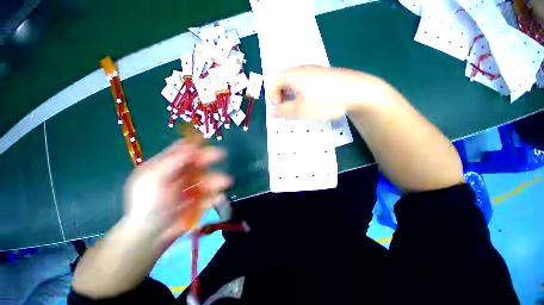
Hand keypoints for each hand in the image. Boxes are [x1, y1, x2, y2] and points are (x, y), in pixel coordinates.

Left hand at [123, 140, 231, 245]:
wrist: (150, 236)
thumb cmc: (147, 204)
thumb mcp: (154, 178)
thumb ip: (173, 161)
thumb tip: (191, 144)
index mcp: (166, 167)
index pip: (182, 151)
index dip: (194, 144)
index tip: (206, 140)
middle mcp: (179, 175)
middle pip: (197, 162)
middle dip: (209, 158)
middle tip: (222, 155)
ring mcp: (190, 188)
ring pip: (207, 179)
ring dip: (216, 179)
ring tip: (226, 182)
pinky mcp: (198, 201)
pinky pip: (210, 195)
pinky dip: (214, 195)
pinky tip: (216, 198)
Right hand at [268, 66, 386, 120]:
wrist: (357, 91)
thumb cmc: (324, 101)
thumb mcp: (300, 110)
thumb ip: (282, 111)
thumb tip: (271, 112)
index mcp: (292, 74)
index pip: (272, 80)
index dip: (271, 95)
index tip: (279, 107)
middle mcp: (300, 70)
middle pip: (282, 81)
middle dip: (281, 97)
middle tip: (287, 110)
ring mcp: (313, 72)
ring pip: (294, 84)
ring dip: (291, 97)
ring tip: (298, 108)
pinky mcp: (322, 76)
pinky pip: (305, 84)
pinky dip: (301, 94)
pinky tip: (310, 102)